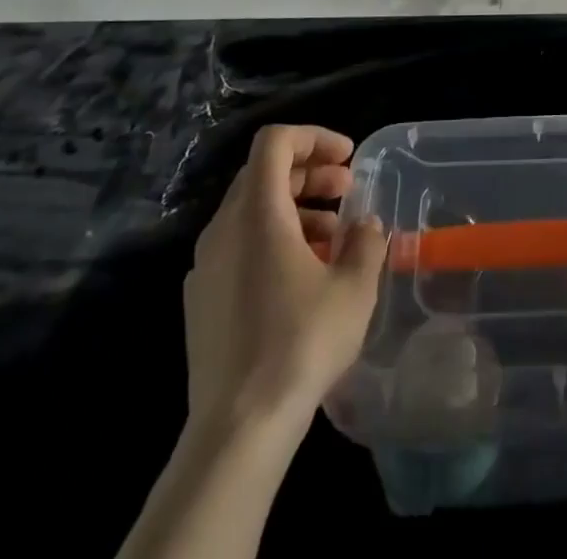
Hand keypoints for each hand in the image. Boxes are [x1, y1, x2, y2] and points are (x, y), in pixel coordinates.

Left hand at [182, 125, 386, 430]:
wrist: (237, 429)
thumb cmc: (300, 343)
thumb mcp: (354, 287)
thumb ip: (366, 241)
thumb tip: (366, 224)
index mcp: (256, 212)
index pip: (275, 141)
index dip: (314, 137)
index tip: (348, 158)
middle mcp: (223, 228)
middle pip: (263, 173)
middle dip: (309, 173)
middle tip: (348, 191)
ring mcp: (205, 265)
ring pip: (251, 211)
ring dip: (295, 208)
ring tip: (334, 238)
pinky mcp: (200, 300)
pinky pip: (238, 246)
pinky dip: (272, 240)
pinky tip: (302, 277)